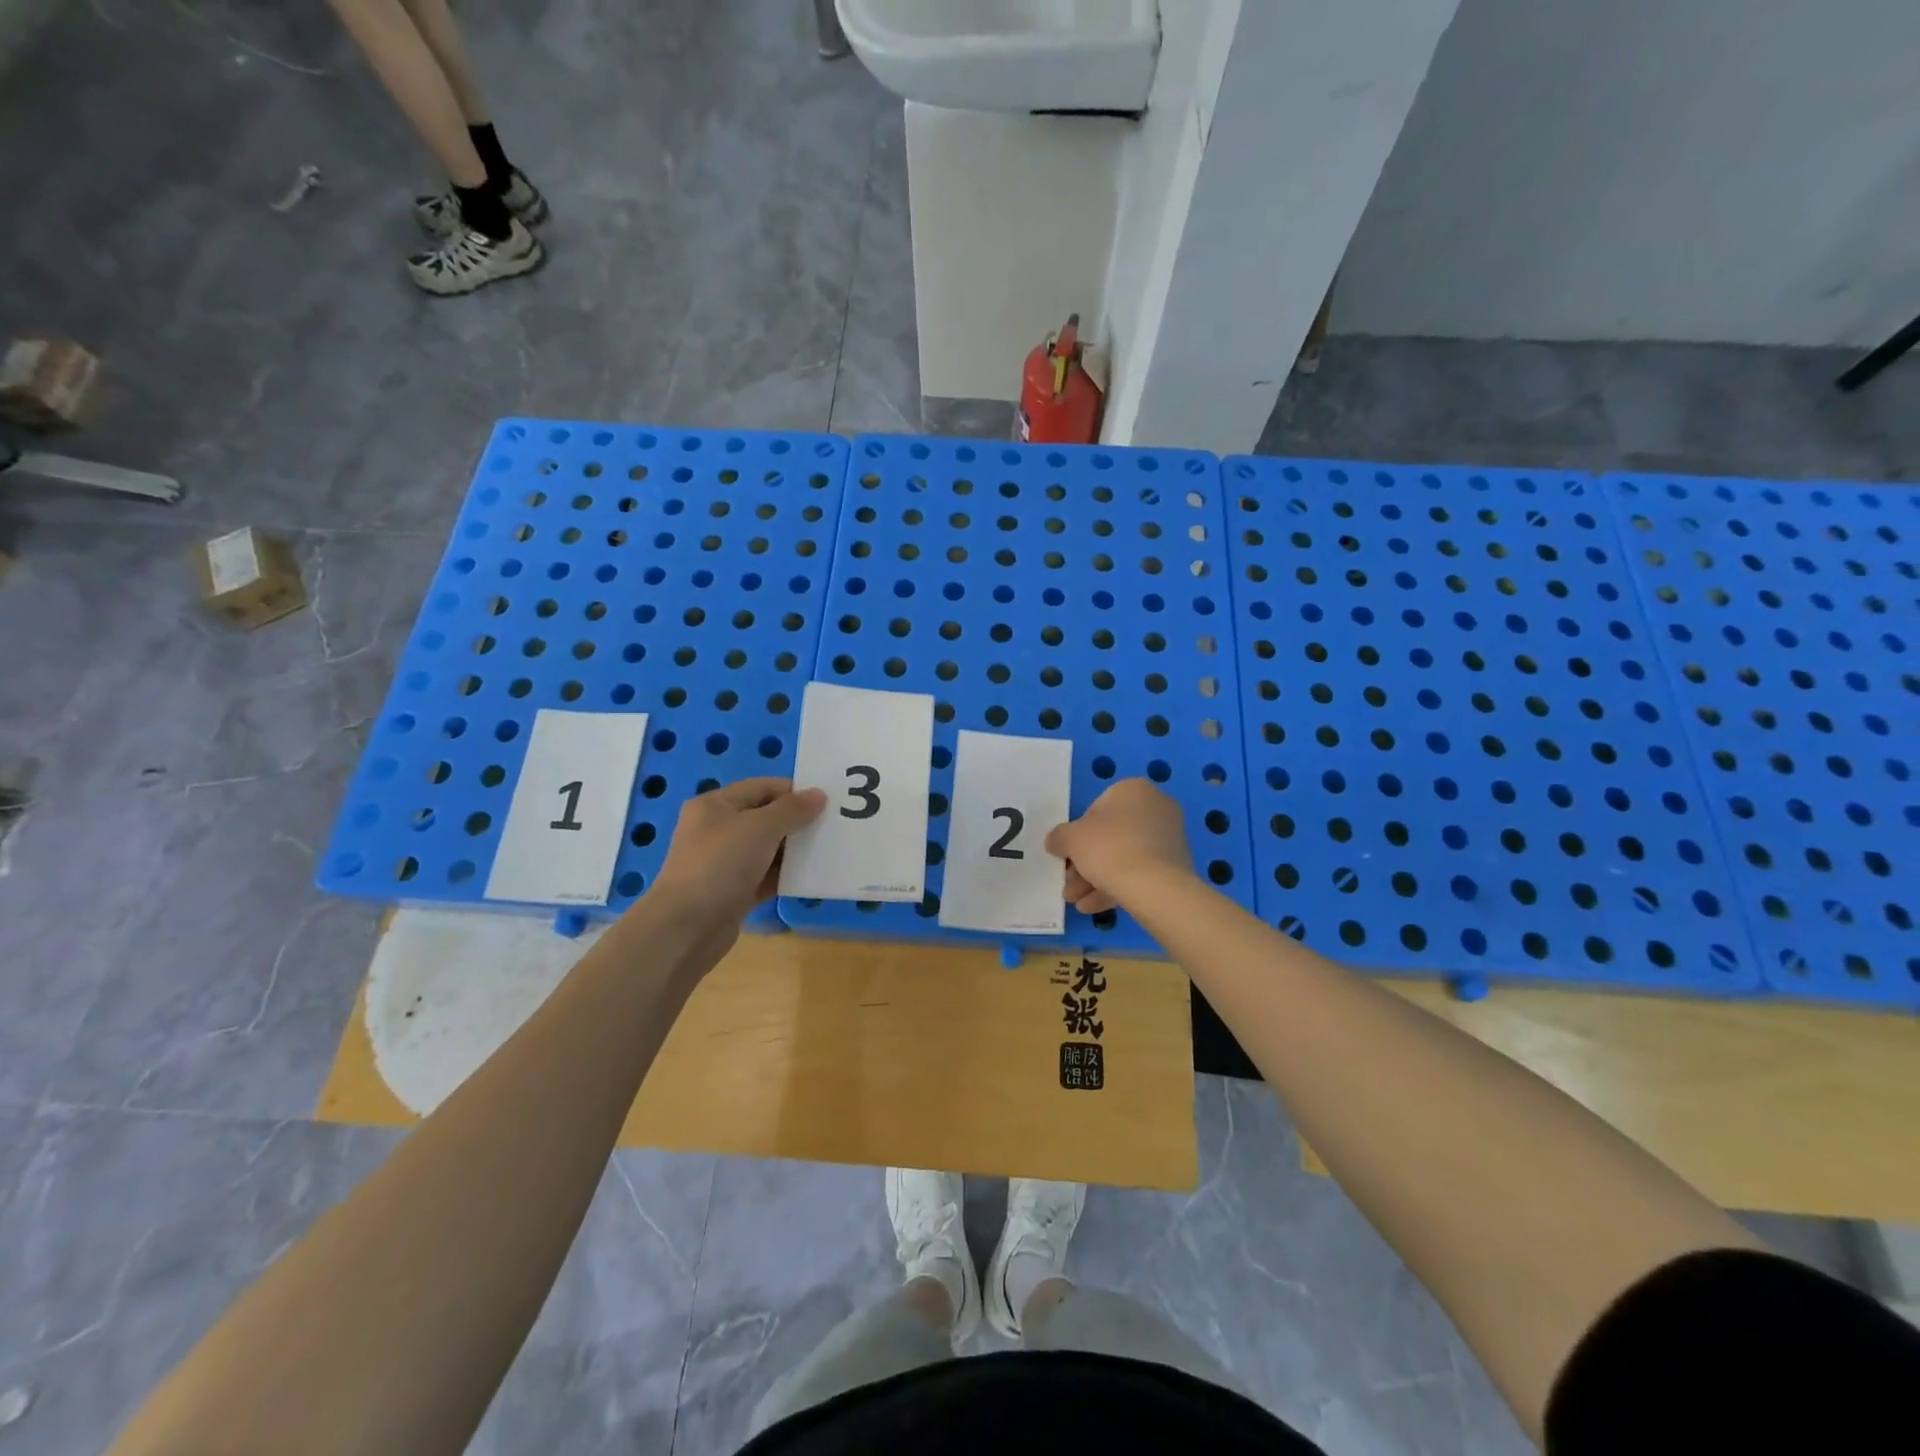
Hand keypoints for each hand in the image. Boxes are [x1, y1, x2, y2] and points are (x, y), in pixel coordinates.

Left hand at [647, 777, 826, 929]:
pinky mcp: (732, 892)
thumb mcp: (760, 827)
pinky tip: (811, 877)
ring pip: (767, 849)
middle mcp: (717, 830)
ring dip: (795, 850)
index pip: (761, 787)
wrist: (686, 928)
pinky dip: (786, 875)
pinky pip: (765, 876)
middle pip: (765, 817)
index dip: (794, 791)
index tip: (828, 800)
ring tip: (830, 850)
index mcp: (715, 805)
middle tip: (833, 825)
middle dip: (798, 821)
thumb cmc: (721, 864)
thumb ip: (792, 809)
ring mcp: (724, 863)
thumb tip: (819, 794)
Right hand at [1045, 779, 1195, 914]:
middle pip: (1110, 836)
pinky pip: (1140, 872)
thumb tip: (1055, 842)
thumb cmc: (1109, 848)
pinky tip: (1093, 907)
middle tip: (1069, 884)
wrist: (1154, 886)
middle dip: (1086, 862)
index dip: (1078, 835)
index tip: (1069, 855)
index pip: (1096, 809)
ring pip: (1124, 857)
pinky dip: (1116, 886)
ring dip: (1096, 878)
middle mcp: (1156, 807)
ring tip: (1076, 901)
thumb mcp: (1071, 839)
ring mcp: (1169, 837)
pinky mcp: (1176, 865)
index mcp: (1133, 790)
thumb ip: (1059, 837)